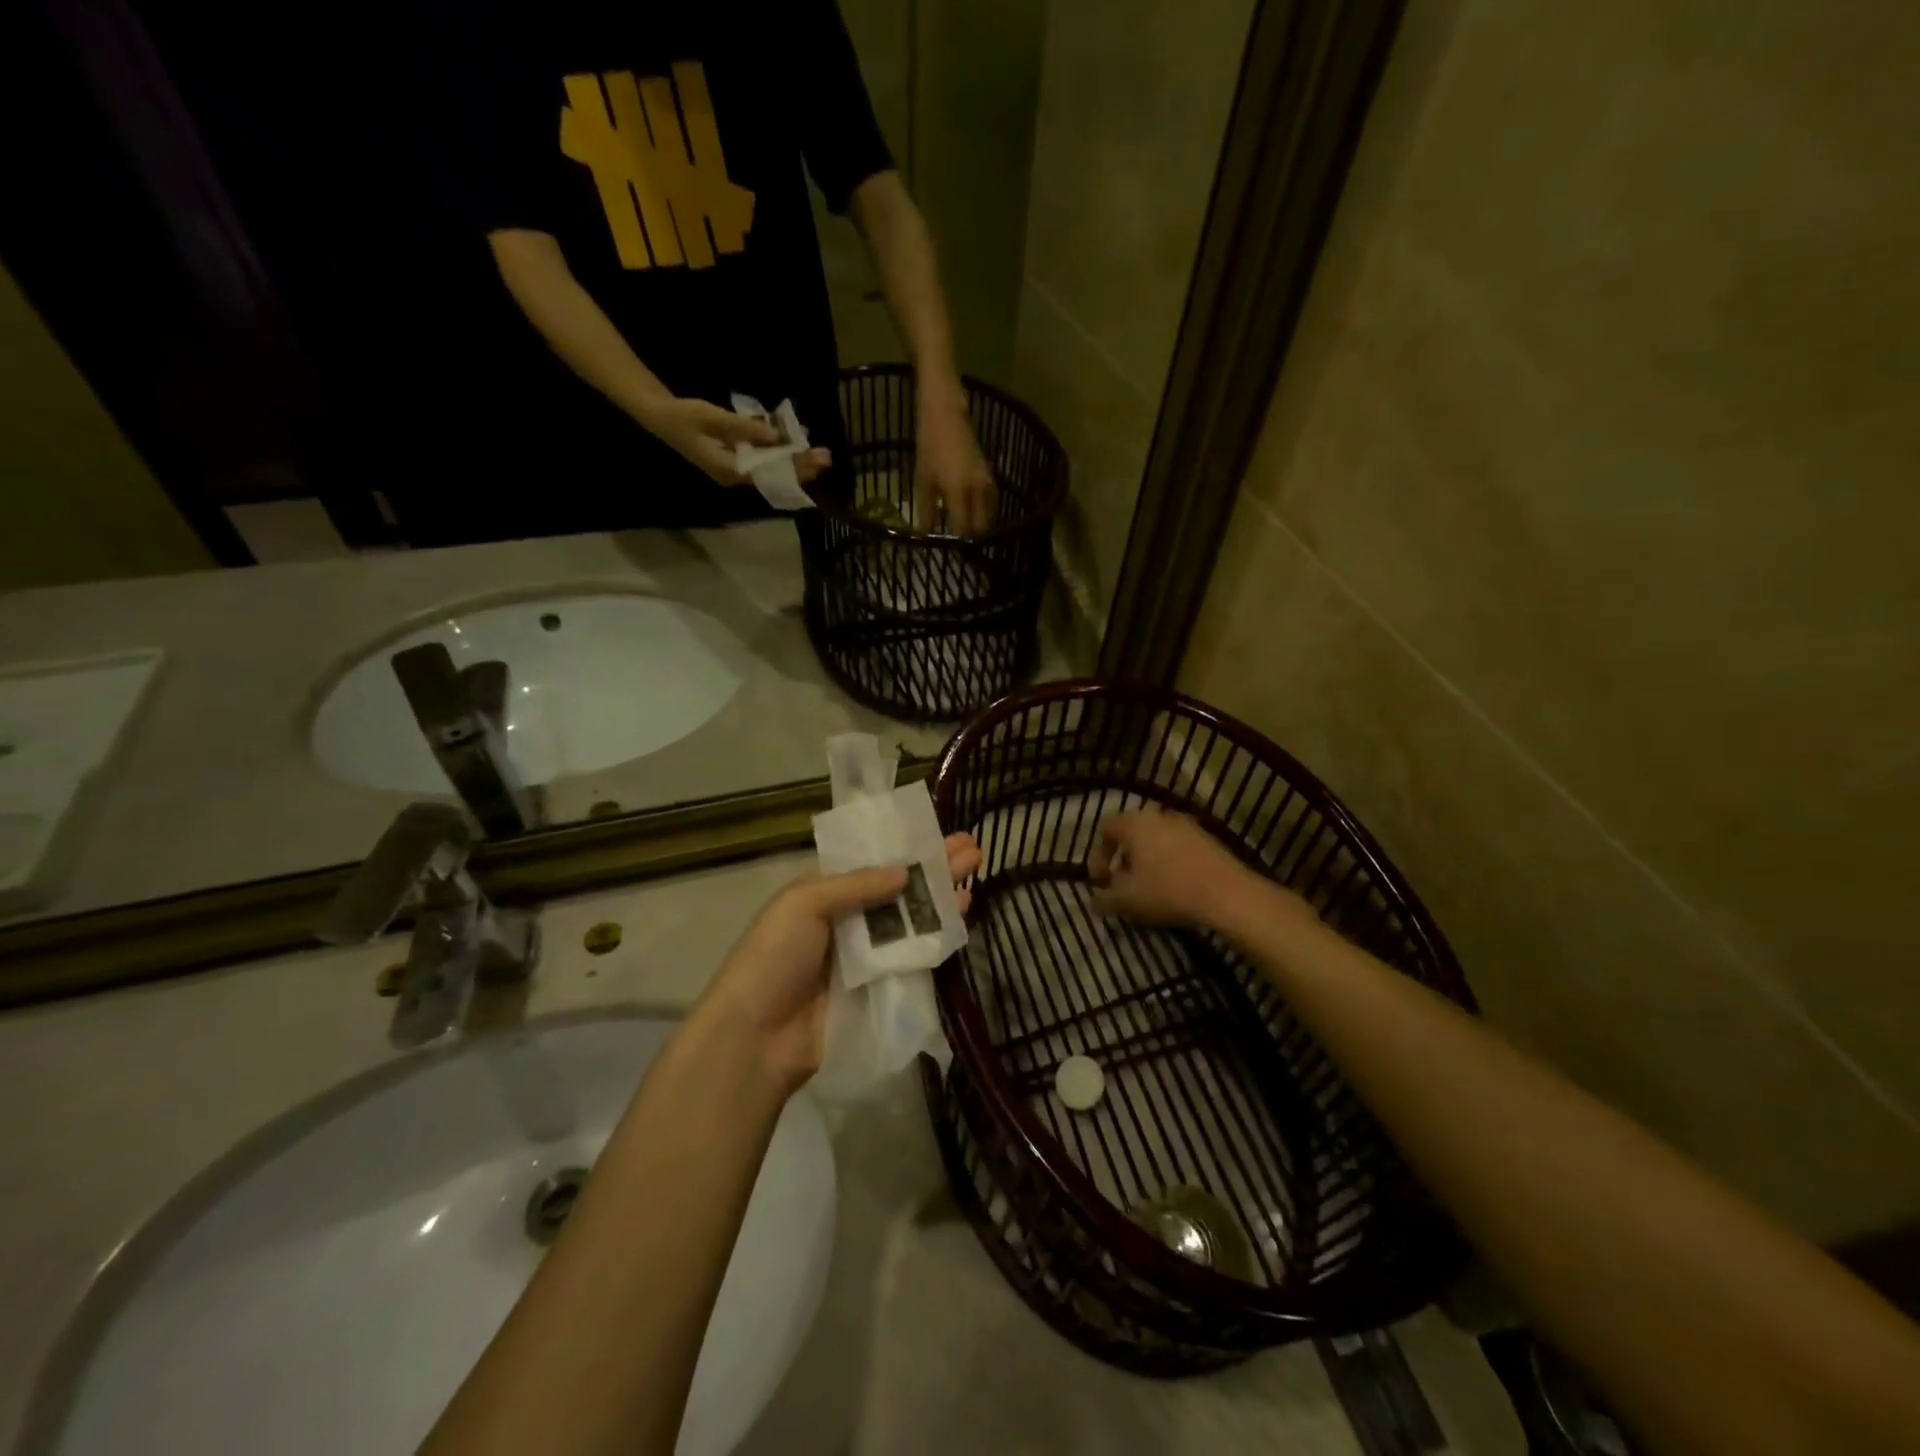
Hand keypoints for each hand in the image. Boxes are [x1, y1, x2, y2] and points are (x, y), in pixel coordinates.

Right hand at [640, 396, 832, 487]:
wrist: (660, 418)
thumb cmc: (683, 416)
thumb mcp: (713, 417)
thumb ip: (743, 429)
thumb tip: (775, 437)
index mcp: (730, 470)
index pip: (770, 473)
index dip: (794, 467)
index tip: (815, 460)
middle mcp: (736, 477)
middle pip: (775, 476)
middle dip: (801, 468)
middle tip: (827, 457)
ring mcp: (736, 471)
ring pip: (772, 472)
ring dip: (794, 463)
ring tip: (819, 455)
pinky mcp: (736, 462)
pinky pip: (764, 464)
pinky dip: (781, 457)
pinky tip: (796, 449)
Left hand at [696, 833, 981, 1090]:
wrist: (758, 1037)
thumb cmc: (773, 957)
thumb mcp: (804, 903)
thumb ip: (856, 884)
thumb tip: (906, 873)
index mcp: (824, 892)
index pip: (871, 861)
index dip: (903, 846)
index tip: (937, 830)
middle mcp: (848, 919)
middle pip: (898, 887)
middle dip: (934, 865)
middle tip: (971, 847)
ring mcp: (867, 954)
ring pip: (912, 916)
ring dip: (943, 892)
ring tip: (976, 867)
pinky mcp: (882, 986)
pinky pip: (915, 953)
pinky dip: (940, 931)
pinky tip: (963, 910)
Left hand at [913, 391, 995, 534]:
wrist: (946, 415)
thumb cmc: (929, 446)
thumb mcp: (922, 480)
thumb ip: (926, 509)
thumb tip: (927, 533)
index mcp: (958, 492)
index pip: (962, 528)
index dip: (956, 540)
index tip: (948, 545)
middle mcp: (977, 490)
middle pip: (980, 526)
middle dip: (970, 536)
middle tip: (957, 538)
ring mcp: (987, 482)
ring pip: (989, 516)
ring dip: (979, 524)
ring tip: (965, 526)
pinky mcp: (990, 475)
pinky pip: (992, 502)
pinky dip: (985, 511)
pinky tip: (975, 512)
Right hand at [1088, 808, 1259, 928]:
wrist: (1227, 894)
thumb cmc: (1167, 891)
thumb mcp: (1126, 900)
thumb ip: (1104, 898)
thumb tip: (1095, 901)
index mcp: (1134, 823)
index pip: (1105, 828)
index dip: (1097, 855)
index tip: (1101, 882)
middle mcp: (1159, 815)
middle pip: (1132, 832)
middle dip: (1124, 858)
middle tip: (1123, 883)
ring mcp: (1187, 825)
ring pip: (1157, 839)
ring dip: (1148, 860)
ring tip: (1149, 888)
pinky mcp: (1209, 839)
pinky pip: (1179, 847)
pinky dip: (1170, 862)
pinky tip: (1175, 887)